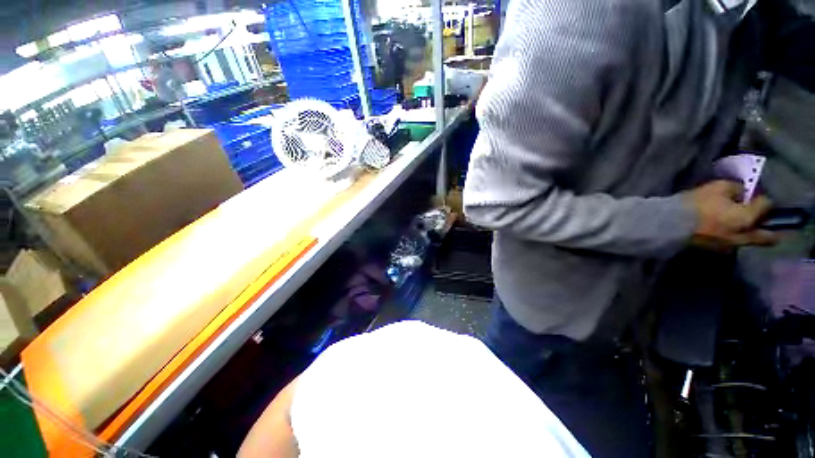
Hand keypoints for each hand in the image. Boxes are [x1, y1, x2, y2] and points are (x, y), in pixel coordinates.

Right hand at [685, 180, 779, 250]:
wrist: (670, 225)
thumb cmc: (697, 204)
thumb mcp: (718, 187)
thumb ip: (736, 189)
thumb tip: (743, 193)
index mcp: (749, 218)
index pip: (766, 205)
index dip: (761, 198)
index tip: (753, 194)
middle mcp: (746, 236)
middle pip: (768, 237)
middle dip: (771, 229)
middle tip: (765, 221)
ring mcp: (730, 246)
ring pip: (749, 242)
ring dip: (749, 234)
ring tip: (740, 226)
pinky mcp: (715, 250)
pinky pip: (732, 244)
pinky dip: (733, 238)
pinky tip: (723, 232)